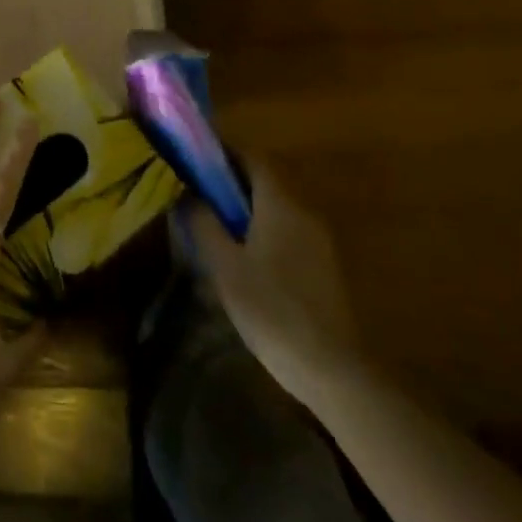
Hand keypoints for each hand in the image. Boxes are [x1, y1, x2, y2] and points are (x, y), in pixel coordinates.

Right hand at [188, 159, 358, 390]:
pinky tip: (241, 252)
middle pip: (265, 178)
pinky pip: (286, 227)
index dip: (224, 150)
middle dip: (230, 178)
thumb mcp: (224, 265)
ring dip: (245, 203)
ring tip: (212, 219)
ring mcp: (318, 239)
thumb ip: (203, 222)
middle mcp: (304, 211)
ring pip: (276, 204)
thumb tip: (188, 194)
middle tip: (196, 188)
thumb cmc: (272, 309)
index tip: (194, 155)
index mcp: (281, 202)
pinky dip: (261, 225)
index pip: (253, 156)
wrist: (333, 370)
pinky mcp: (322, 264)